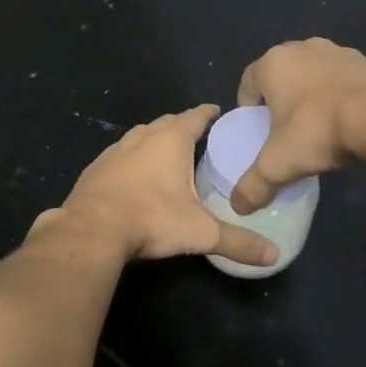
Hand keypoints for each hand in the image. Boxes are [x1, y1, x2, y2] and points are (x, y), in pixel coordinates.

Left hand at [46, 105, 278, 266]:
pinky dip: (130, 158)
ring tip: (166, 152)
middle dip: (181, 125)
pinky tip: (133, 175)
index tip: (216, 111)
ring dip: (153, 139)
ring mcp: (114, 151)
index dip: (207, 113)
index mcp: (170, 141)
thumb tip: (274, 255)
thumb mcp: (200, 233)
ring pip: (139, 136)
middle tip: (196, 135)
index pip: (194, 117)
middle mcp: (141, 138)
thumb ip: (238, 242)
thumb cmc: (152, 219)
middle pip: (166, 122)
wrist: (91, 230)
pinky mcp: (95, 169)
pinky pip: (119, 155)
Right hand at [230, 39, 365, 213]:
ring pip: (312, 75)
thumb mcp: (278, 165)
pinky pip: (341, 79)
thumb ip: (253, 186)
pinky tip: (346, 121)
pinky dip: (338, 96)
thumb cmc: (318, 131)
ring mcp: (336, 51)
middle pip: (281, 77)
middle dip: (280, 101)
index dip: (249, 110)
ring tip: (318, 128)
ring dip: (310, 96)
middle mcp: (301, 48)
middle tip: (285, 132)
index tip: (257, 133)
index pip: (248, 83)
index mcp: (272, 63)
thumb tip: (239, 206)